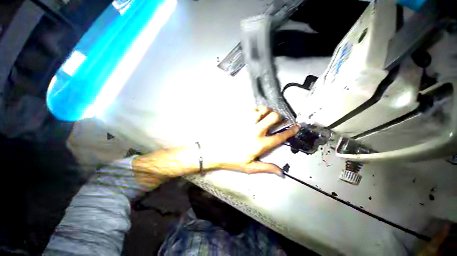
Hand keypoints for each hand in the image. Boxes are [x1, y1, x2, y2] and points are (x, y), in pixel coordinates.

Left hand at [202, 106, 298, 174]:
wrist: (214, 151)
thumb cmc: (232, 160)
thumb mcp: (250, 167)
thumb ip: (267, 168)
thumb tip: (281, 172)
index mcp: (260, 144)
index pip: (280, 136)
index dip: (291, 131)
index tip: (296, 126)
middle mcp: (256, 131)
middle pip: (274, 117)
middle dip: (279, 117)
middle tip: (277, 120)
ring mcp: (246, 122)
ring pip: (263, 110)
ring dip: (268, 111)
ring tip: (266, 115)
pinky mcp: (238, 117)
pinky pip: (251, 110)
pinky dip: (256, 111)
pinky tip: (254, 115)